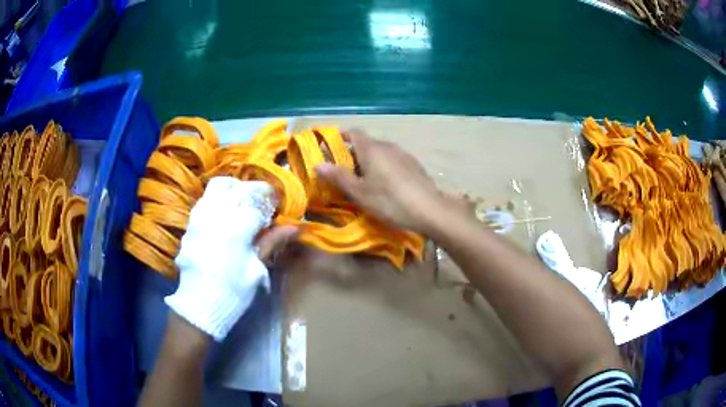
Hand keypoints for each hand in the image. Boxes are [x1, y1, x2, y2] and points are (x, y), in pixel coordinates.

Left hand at [165, 177, 296, 340]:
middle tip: (261, 204)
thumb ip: (271, 242)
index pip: (258, 201)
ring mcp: (201, 215)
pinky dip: (218, 199)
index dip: (271, 203)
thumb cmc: (233, 289)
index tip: (277, 207)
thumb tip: (294, 227)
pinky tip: (224, 215)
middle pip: (238, 188)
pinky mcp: (191, 222)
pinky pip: (206, 199)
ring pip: (219, 186)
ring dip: (234, 190)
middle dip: (253, 192)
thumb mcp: (256, 268)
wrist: (200, 303)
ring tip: (242, 204)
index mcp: (237, 225)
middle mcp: (218, 212)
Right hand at [316, 131, 450, 232]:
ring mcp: (403, 154)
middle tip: (342, 172)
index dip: (340, 137)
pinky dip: (383, 166)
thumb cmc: (389, 200)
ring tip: (363, 180)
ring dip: (368, 161)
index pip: (353, 132)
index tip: (329, 148)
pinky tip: (385, 184)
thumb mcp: (359, 192)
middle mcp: (387, 145)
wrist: (429, 209)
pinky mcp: (413, 164)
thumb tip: (318, 164)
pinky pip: (392, 160)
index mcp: (371, 148)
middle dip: (352, 154)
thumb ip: (338, 176)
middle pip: (366, 143)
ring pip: (380, 152)